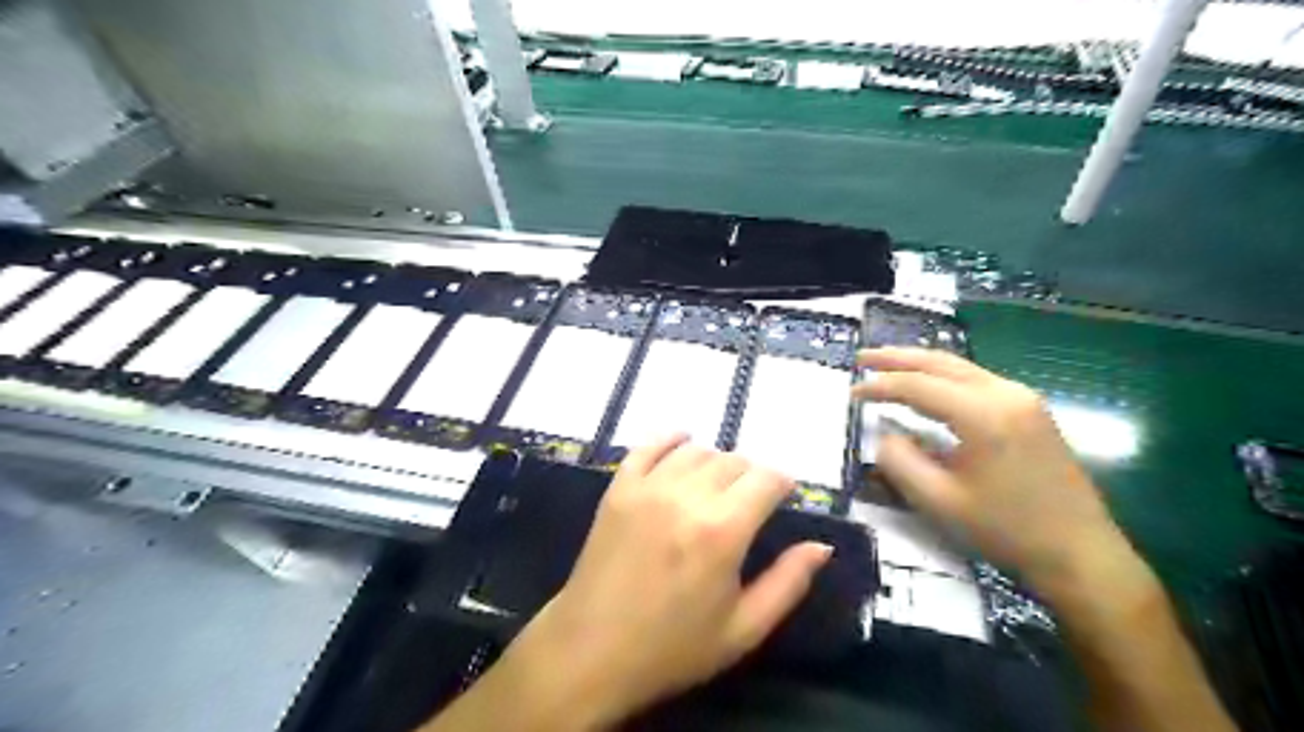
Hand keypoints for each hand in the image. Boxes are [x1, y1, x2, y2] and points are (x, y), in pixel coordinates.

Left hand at [496, 434, 828, 725]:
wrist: (591, 651)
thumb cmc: (672, 647)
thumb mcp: (742, 630)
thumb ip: (788, 583)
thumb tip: (821, 546)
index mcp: (722, 532)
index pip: (766, 479)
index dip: (782, 482)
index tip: (784, 495)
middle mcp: (686, 497)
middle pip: (733, 461)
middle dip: (751, 476)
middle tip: (750, 500)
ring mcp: (647, 488)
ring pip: (696, 450)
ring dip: (716, 461)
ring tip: (717, 485)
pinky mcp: (618, 488)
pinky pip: (647, 446)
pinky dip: (670, 439)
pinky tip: (681, 443)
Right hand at [853, 350, 1136, 601]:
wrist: (1081, 554)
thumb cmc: (1007, 530)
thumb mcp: (940, 501)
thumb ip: (900, 462)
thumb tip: (883, 434)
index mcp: (983, 414)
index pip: (918, 386)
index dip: (880, 387)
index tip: (851, 393)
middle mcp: (1005, 393)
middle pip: (941, 363)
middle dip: (898, 358)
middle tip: (861, 358)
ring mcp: (1023, 399)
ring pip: (960, 368)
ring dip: (921, 364)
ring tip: (886, 366)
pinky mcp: (1031, 411)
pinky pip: (977, 381)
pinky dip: (944, 377)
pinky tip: (928, 386)